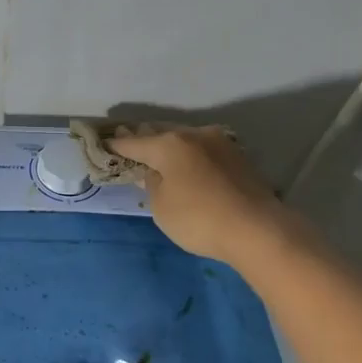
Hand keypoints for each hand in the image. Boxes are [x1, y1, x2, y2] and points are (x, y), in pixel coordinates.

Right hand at [109, 125, 299, 266]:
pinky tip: (186, 164)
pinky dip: (189, 154)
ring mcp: (220, 143)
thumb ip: (152, 184)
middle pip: (160, 133)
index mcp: (168, 144)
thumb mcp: (161, 207)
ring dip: (169, 144)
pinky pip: (203, 150)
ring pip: (184, 138)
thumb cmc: (199, 219)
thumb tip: (154, 172)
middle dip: (143, 138)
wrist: (258, 229)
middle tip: (127, 141)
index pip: (133, 143)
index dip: (115, 145)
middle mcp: (194, 135)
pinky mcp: (238, 157)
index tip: (102, 144)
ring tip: (157, 152)